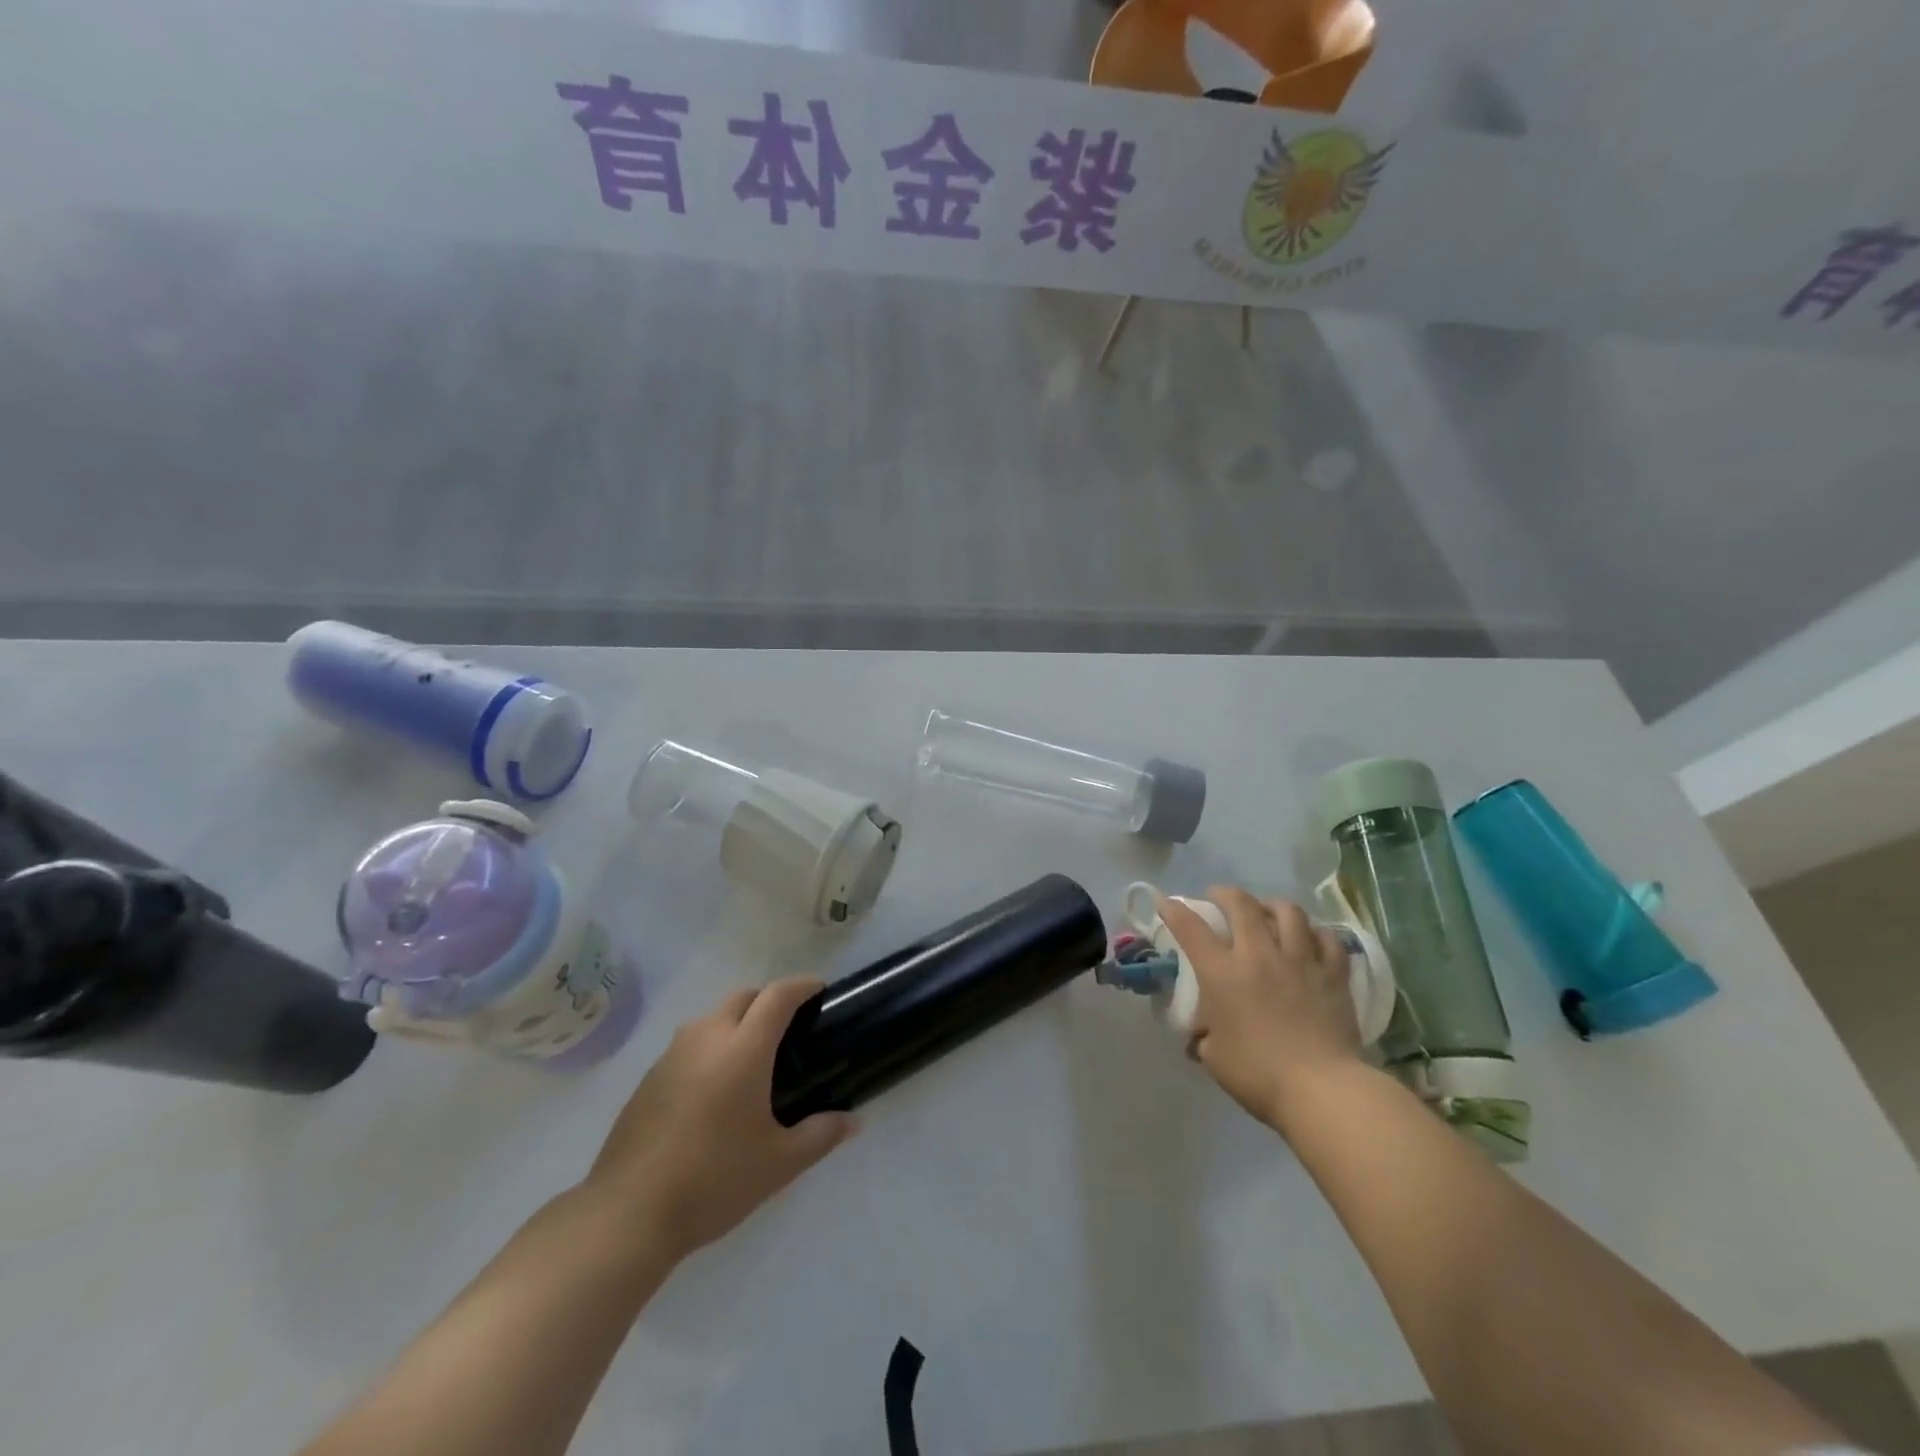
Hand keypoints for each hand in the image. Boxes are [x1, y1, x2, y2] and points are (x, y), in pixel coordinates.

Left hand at [582, 977, 857, 1258]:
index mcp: (743, 1048)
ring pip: (712, 1018)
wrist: (628, 1213)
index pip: (778, 995)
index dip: (802, 985)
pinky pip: (689, 1045)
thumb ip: (821, 1134)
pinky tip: (714, 1089)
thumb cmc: (714, 1180)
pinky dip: (709, 1048)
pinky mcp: (648, 1078)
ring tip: (752, 1058)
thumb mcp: (780, 1163)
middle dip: (769, 1000)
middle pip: (743, 997)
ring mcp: (672, 1055)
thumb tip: (852, 1122)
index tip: (820, 989)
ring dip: (736, 1022)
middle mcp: (706, 1037)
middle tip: (789, 1027)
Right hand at [1158, 887, 1364, 1132]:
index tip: (1165, 902)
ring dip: (1272, 905)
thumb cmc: (1258, 1074)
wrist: (1322, 1090)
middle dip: (1224, 894)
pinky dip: (1316, 932)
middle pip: (1241, 905)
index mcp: (1223, 974)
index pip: (1191, 929)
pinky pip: (1328, 939)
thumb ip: (1204, 1037)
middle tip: (1218, 897)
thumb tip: (1201, 1035)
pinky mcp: (1333, 975)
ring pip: (1288, 912)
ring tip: (1267, 911)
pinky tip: (1311, 936)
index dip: (1174, 910)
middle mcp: (1259, 955)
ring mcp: (1300, 961)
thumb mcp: (1214, 1057)